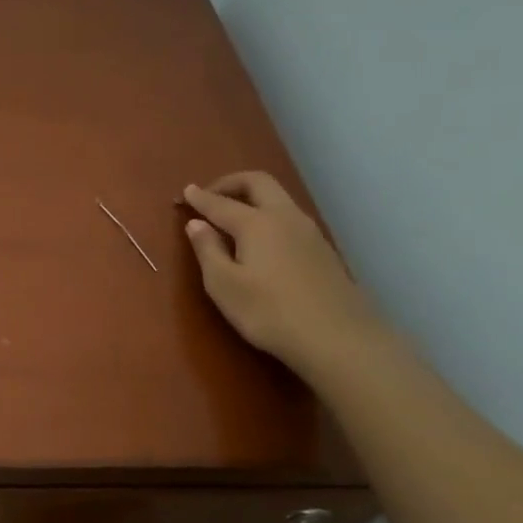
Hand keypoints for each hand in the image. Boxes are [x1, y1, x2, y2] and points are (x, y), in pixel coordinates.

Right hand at [181, 173, 385, 378]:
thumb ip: (207, 250)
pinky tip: (260, 239)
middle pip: (258, 183)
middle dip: (230, 183)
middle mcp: (285, 218)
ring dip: (252, 198)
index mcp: (256, 223)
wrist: (338, 338)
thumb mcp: (224, 285)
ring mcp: (309, 232)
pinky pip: (288, 218)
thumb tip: (196, 224)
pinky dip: (267, 215)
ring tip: (232, 216)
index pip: (221, 203)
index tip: (185, 192)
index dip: (200, 197)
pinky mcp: (322, 250)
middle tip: (209, 196)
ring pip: (278, 198)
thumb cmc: (269, 312)